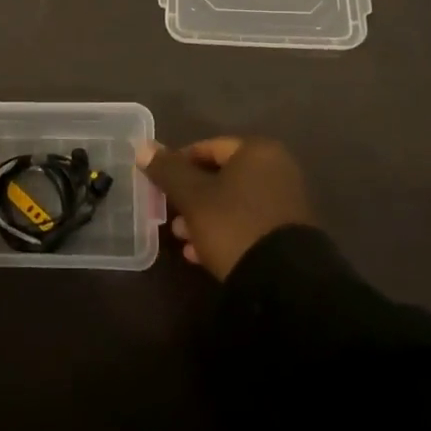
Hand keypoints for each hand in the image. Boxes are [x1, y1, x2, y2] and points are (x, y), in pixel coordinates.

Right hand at [136, 136, 314, 279]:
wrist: (285, 283)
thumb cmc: (234, 225)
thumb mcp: (193, 197)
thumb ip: (167, 170)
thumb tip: (142, 147)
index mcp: (257, 151)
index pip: (206, 148)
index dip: (177, 165)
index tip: (158, 186)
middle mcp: (276, 169)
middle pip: (220, 176)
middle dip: (190, 196)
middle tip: (169, 216)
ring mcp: (285, 202)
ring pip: (232, 202)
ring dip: (203, 217)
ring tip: (182, 239)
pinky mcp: (288, 233)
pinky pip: (247, 223)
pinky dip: (223, 232)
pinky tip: (201, 254)